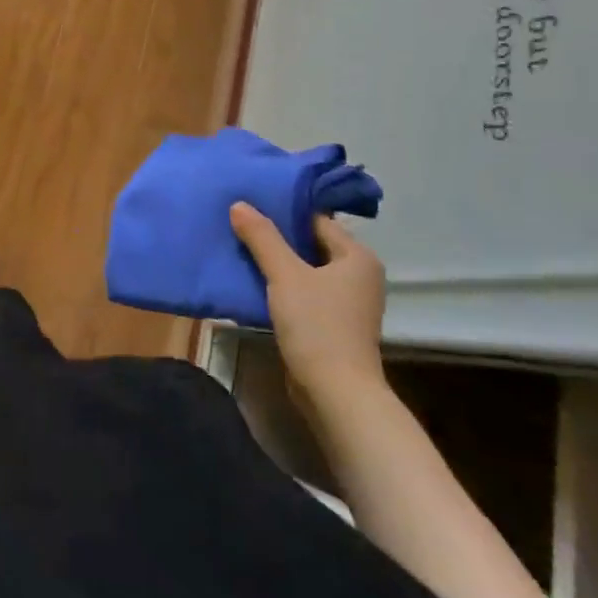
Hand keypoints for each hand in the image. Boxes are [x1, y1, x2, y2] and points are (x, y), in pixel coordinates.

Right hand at [230, 205, 385, 408]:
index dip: (284, 212)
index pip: (317, 221)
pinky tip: (253, 281)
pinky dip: (281, 286)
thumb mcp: (284, 275)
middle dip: (276, 237)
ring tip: (240, 248)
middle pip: (311, 245)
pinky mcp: (332, 325)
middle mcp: (358, 276)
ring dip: (276, 262)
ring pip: (305, 270)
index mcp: (357, 257)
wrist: (335, 393)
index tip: (251, 204)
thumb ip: (262, 238)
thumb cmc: (317, 325)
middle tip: (240, 223)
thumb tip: (239, 204)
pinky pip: (303, 293)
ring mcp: (347, 303)